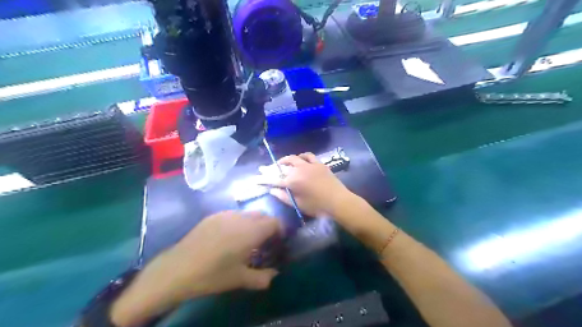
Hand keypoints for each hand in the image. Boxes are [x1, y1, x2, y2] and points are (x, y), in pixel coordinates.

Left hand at [166, 210, 281, 295]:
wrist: (178, 269)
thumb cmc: (213, 275)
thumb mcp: (240, 279)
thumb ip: (263, 277)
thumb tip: (275, 274)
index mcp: (252, 231)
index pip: (275, 222)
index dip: (280, 230)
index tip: (278, 242)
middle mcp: (241, 218)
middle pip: (263, 215)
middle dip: (268, 226)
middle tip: (264, 242)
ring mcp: (226, 214)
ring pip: (248, 213)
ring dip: (253, 223)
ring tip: (246, 239)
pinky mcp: (213, 216)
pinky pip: (233, 214)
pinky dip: (239, 222)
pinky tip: (229, 237)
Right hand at [265, 152, 354, 218]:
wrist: (338, 201)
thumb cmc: (317, 206)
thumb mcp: (298, 204)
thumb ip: (283, 196)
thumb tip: (271, 190)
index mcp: (292, 181)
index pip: (274, 179)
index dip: (264, 179)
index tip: (256, 178)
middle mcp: (298, 170)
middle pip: (282, 166)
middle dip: (272, 168)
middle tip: (266, 169)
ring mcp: (309, 165)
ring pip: (294, 158)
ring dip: (286, 160)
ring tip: (282, 164)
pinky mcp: (319, 163)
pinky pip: (308, 155)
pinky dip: (302, 156)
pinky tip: (300, 159)